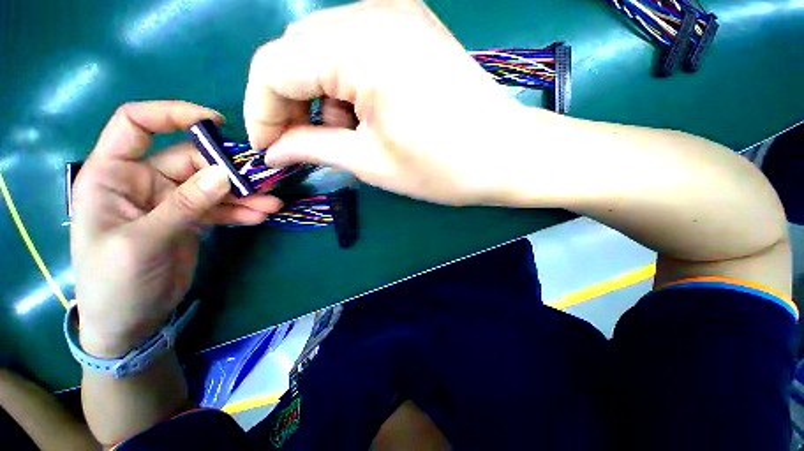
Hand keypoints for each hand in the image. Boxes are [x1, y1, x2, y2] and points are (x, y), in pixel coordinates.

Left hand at [72, 101, 282, 357]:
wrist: (130, 323)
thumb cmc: (115, 282)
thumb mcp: (144, 242)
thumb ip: (183, 206)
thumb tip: (224, 174)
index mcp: (112, 175)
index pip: (136, 124)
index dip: (173, 114)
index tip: (215, 123)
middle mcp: (143, 182)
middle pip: (191, 161)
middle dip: (228, 172)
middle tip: (263, 184)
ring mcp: (171, 202)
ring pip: (212, 187)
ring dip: (243, 195)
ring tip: (272, 204)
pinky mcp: (191, 220)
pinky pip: (220, 209)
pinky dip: (240, 212)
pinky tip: (260, 217)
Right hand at [244, 0, 536, 205]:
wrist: (505, 156)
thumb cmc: (442, 168)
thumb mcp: (371, 163)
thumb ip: (314, 148)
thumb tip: (275, 150)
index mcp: (360, 46)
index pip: (273, 67)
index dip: (261, 112)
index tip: (269, 150)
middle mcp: (374, 13)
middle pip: (297, 54)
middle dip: (288, 104)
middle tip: (300, 146)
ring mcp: (397, 16)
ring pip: (324, 51)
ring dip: (319, 97)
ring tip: (341, 137)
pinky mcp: (412, 31)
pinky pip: (355, 51)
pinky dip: (344, 87)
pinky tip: (364, 118)